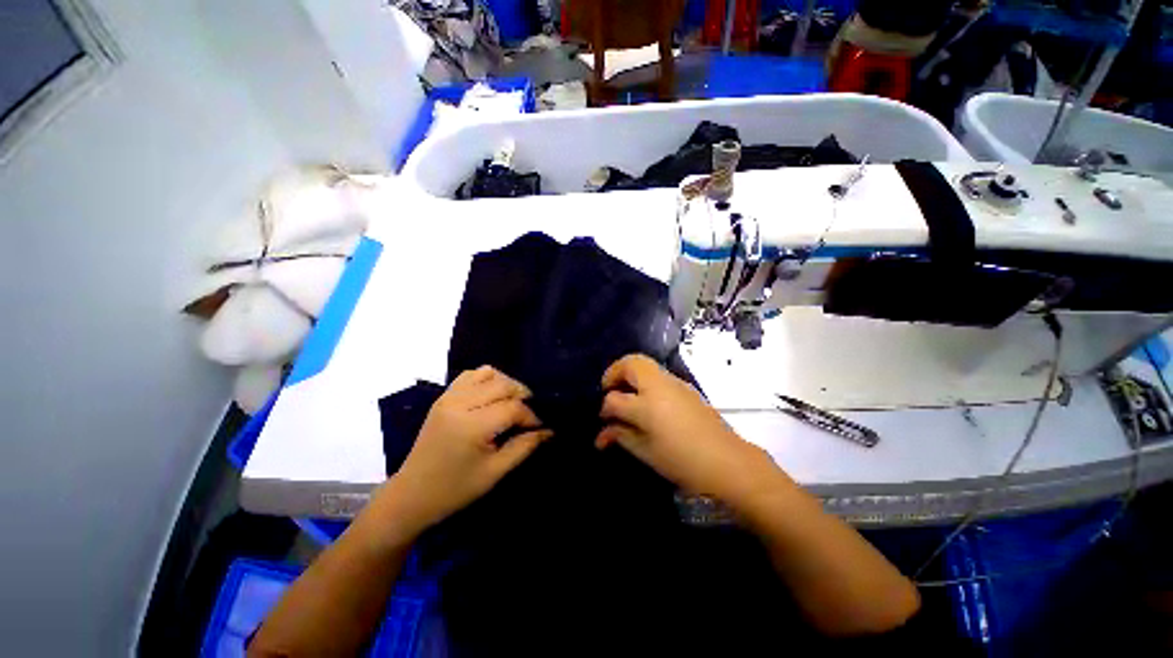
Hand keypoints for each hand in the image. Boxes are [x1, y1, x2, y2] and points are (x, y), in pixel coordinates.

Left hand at [387, 366, 551, 534]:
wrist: (411, 495)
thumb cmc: (455, 489)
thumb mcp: (495, 472)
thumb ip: (524, 446)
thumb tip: (549, 430)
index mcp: (472, 426)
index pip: (513, 407)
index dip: (531, 416)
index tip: (539, 428)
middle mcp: (460, 403)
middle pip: (503, 384)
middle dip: (522, 396)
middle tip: (528, 415)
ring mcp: (449, 397)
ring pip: (488, 373)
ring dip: (505, 384)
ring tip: (511, 402)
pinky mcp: (443, 397)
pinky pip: (470, 375)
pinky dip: (486, 379)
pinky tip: (491, 396)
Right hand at [596, 355, 777, 503]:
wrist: (728, 461)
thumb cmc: (683, 462)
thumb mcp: (646, 452)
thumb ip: (621, 436)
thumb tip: (602, 433)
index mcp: (646, 405)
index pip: (614, 399)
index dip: (604, 408)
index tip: (604, 420)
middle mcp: (658, 386)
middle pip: (630, 363)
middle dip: (614, 372)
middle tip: (608, 388)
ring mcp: (674, 383)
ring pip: (645, 365)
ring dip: (630, 374)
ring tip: (626, 393)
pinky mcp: (685, 387)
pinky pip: (658, 375)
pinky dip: (645, 381)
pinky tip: (646, 401)